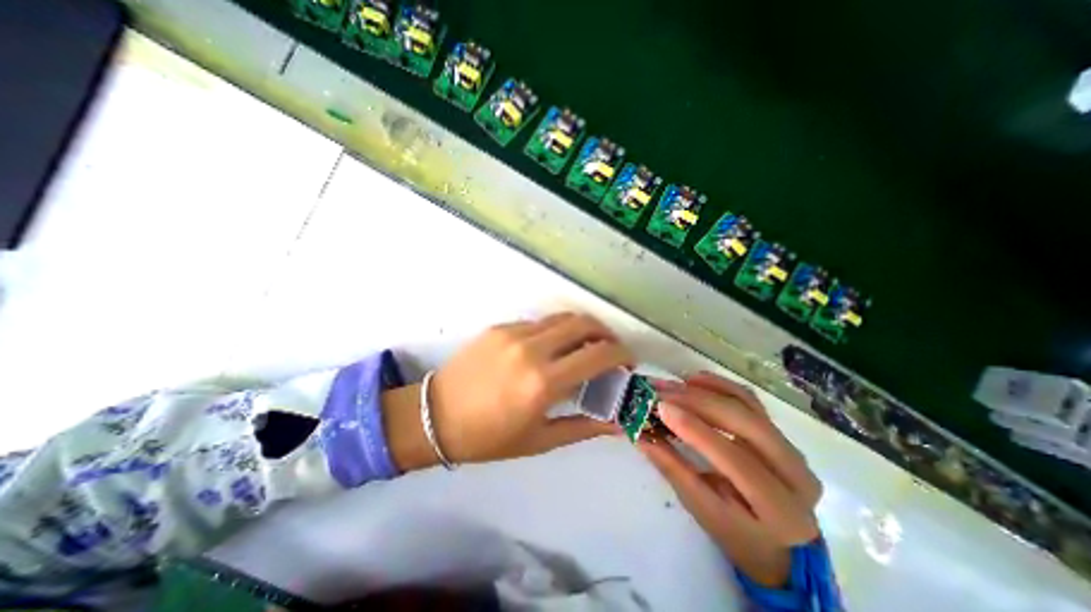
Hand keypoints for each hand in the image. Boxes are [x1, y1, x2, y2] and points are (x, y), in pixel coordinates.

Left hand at [388, 314, 636, 470]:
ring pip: (562, 318)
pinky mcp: (500, 327)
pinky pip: (539, 323)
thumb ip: (584, 427)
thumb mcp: (540, 440)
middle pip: (584, 324)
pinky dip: (555, 331)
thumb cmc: (488, 437)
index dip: (621, 355)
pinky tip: (551, 348)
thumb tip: (618, 422)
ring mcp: (513, 333)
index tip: (626, 363)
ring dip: (582, 328)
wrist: (435, 416)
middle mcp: (531, 349)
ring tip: (585, 346)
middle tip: (610, 350)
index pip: (598, 355)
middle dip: (606, 333)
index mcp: (543, 382)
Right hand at [640, 371, 817, 589]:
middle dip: (698, 401)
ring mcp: (792, 447)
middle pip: (745, 423)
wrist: (780, 540)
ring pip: (747, 405)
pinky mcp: (779, 430)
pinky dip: (720, 385)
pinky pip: (749, 399)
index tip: (661, 408)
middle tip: (662, 391)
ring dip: (707, 389)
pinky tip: (694, 380)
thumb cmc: (737, 534)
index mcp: (781, 508)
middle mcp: (797, 472)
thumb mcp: (702, 510)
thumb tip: (641, 434)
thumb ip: (673, 468)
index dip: (696, 430)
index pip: (735, 459)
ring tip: (673, 384)